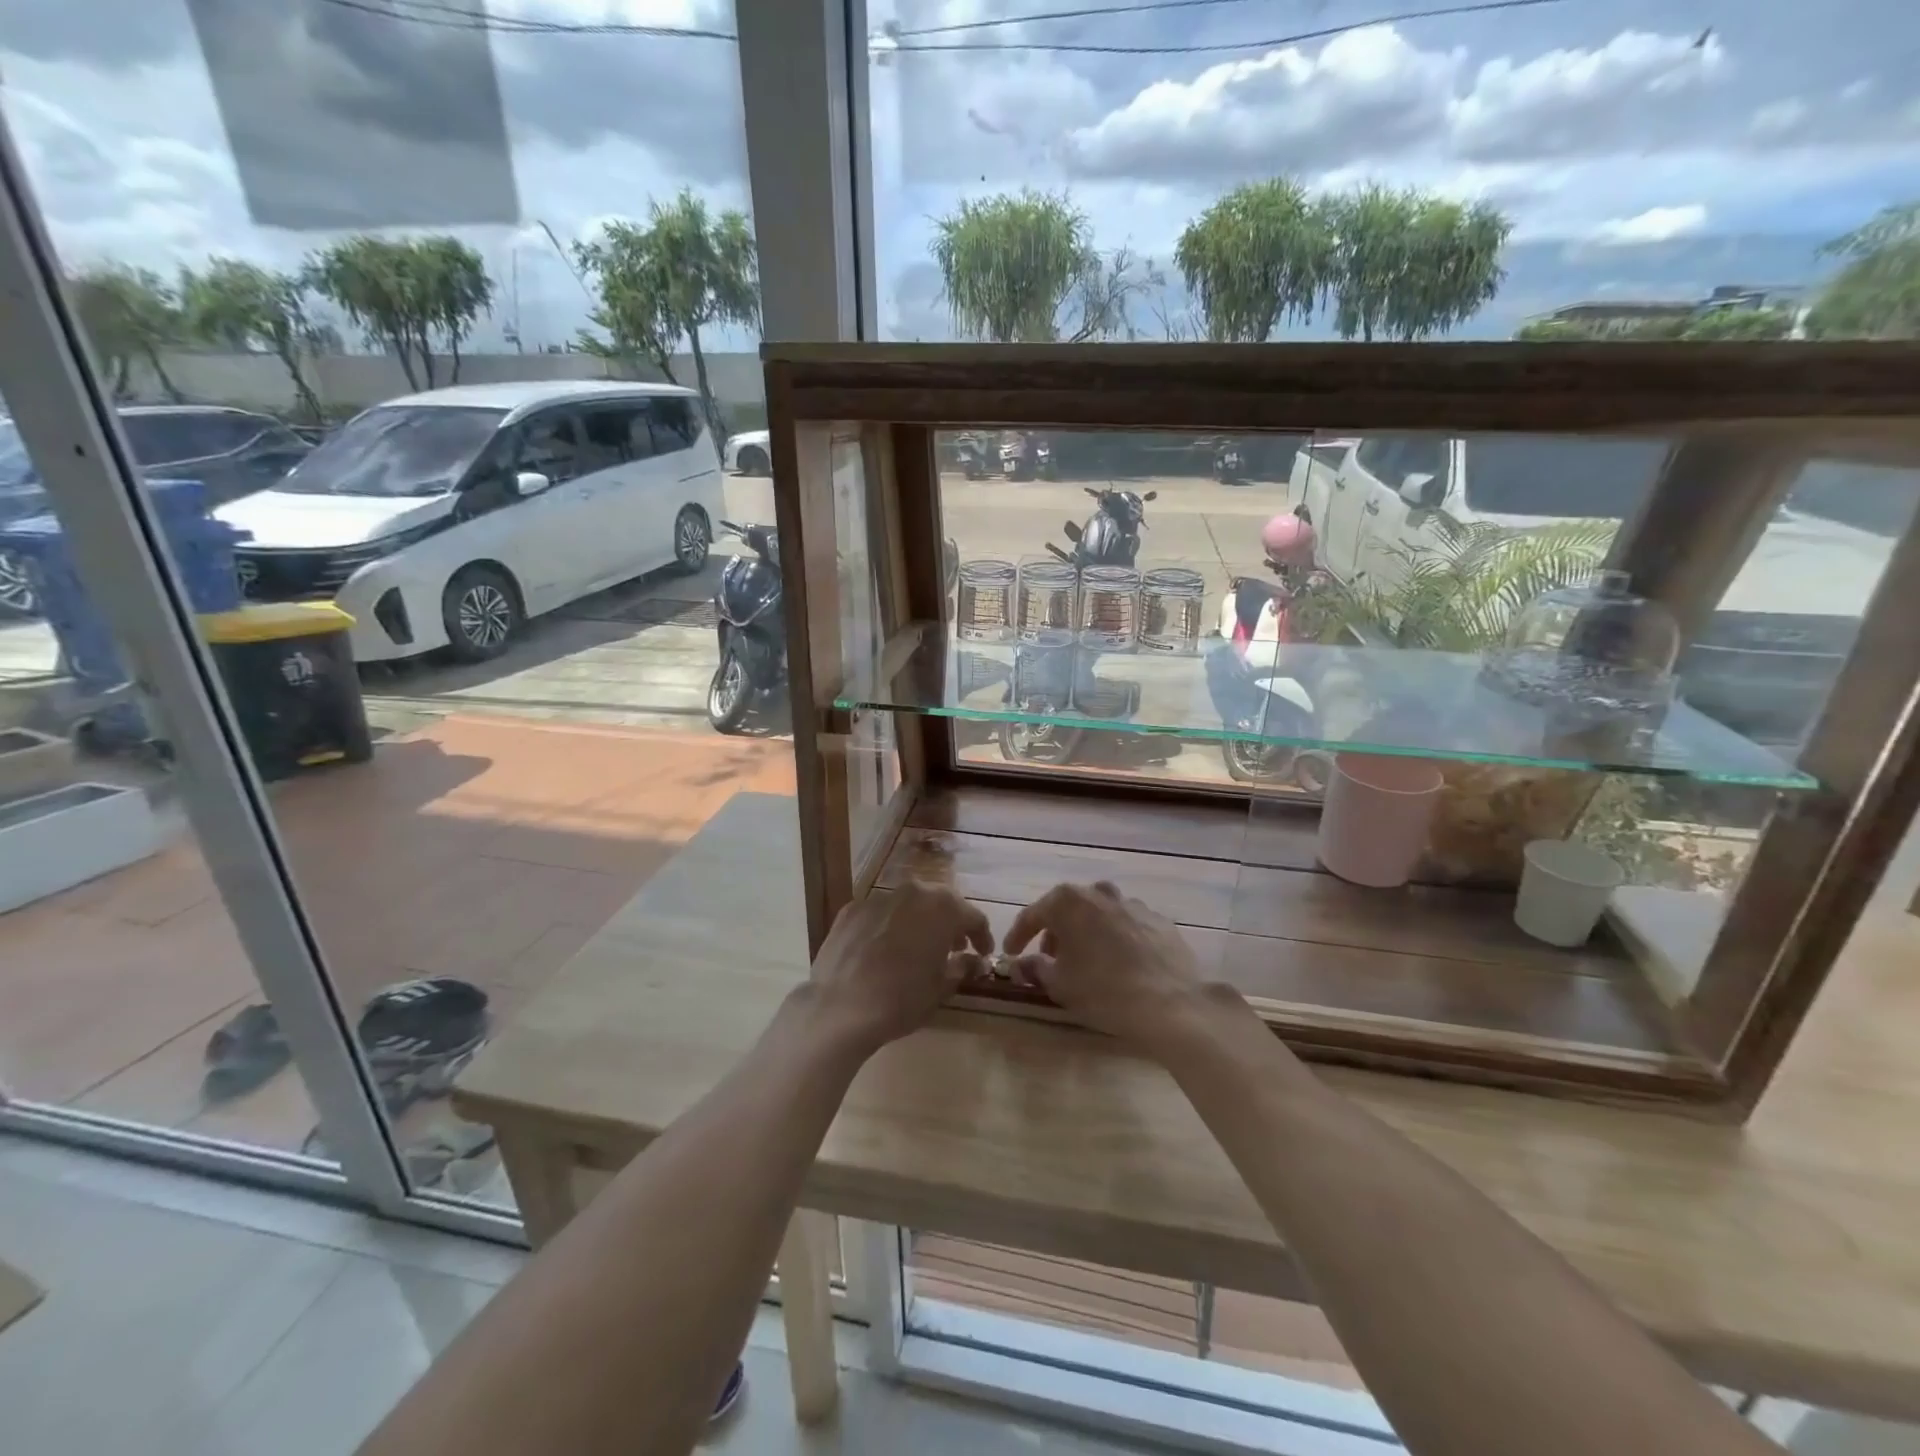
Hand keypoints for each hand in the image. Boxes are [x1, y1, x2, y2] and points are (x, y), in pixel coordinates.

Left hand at [808, 882, 992, 1054]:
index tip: (983, 953)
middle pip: (940, 903)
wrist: (838, 1007)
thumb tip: (974, 960)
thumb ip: (962, 967)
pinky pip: (880, 913)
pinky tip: (884, 949)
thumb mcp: (941, 988)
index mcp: (942, 908)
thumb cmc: (901, 1000)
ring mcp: (879, 897)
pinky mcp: (851, 908)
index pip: (973, 916)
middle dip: (951, 924)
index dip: (982, 936)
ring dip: (919, 921)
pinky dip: (889, 925)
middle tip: (955, 948)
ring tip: (919, 947)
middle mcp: (912, 892)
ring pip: (909, 904)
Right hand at [1004, 881, 1229, 1056]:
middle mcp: (1099, 892)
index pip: (1032, 915)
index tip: (1009, 955)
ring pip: (1098, 914)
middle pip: (1067, 910)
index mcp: (1068, 901)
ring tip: (1086, 961)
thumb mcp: (1059, 984)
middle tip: (1049, 959)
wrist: (1172, 1003)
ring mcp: (1132, 903)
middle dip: (1055, 933)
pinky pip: (1126, 926)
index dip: (1017, 937)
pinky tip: (1119, 963)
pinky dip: (1116, 939)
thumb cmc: (1104, 991)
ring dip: (1086, 933)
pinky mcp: (1158, 920)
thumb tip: (1021, 964)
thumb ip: (1034, 968)